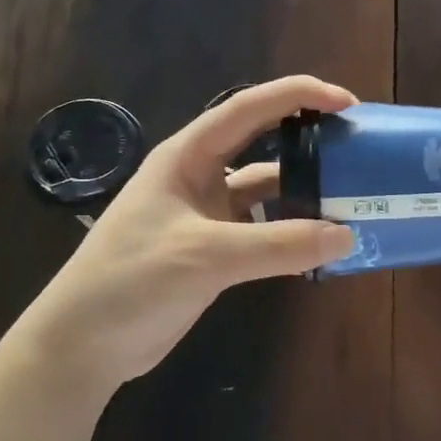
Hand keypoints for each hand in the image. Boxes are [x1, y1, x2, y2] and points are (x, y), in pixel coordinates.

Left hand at [12, 76, 356, 392]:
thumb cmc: (131, 281)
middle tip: (357, 147)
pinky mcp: (214, 249)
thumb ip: (278, 245)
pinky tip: (322, 242)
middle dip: (308, 139)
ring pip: (267, 191)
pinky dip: (292, 233)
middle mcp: (200, 176)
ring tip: (352, 198)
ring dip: (305, 193)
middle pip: (263, 143)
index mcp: (188, 156)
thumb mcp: (206, 256)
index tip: (347, 102)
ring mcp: (207, 214)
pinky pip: (264, 230)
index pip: (249, 109)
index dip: (298, 96)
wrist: (83, 344)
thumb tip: (347, 235)